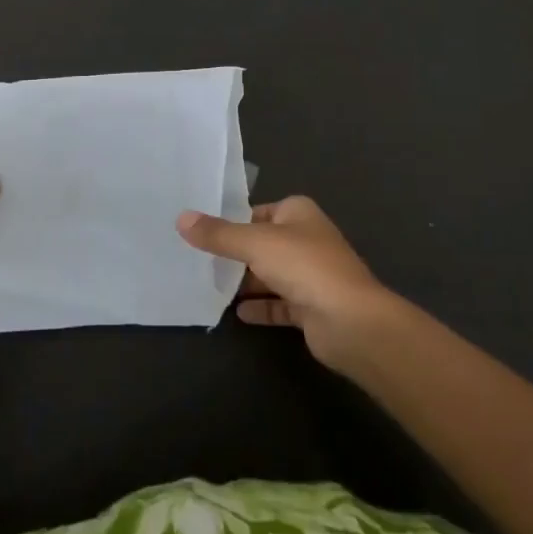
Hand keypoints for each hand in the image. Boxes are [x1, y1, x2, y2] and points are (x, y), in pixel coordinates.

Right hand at [177, 196, 395, 370]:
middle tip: (198, 261)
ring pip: (270, 274)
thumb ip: (218, 234)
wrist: (351, 322)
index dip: (232, 221)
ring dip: (245, 282)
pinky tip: (237, 314)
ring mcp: (311, 275)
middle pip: (263, 243)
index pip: (257, 211)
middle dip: (235, 253)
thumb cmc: (304, 267)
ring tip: (209, 286)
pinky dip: (260, 307)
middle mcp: (306, 238)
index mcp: (298, 213)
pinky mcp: (311, 308)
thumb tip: (181, 218)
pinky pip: (279, 304)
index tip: (201, 232)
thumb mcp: (254, 243)